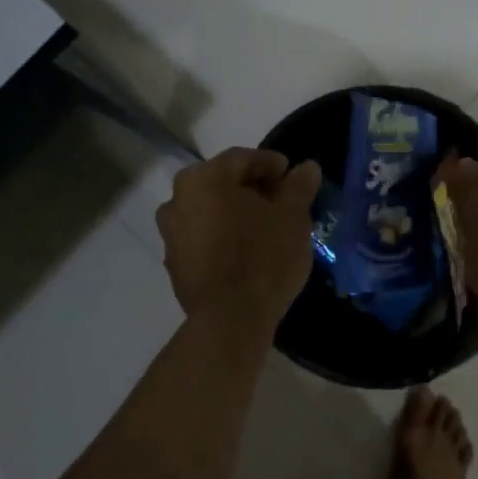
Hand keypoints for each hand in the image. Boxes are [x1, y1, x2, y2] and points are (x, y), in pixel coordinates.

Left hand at [156, 148, 322, 331]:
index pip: (242, 158)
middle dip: (251, 188)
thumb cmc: (264, 257)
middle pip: (221, 182)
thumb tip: (307, 167)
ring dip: (234, 212)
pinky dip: (221, 235)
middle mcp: (178, 198)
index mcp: (205, 177)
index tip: (291, 177)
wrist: (229, 319)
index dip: (270, 164)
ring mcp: (170, 233)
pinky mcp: (173, 263)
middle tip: (280, 201)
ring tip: (263, 227)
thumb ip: (298, 187)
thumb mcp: (293, 217)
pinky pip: (201, 236)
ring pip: (209, 209)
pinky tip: (245, 250)